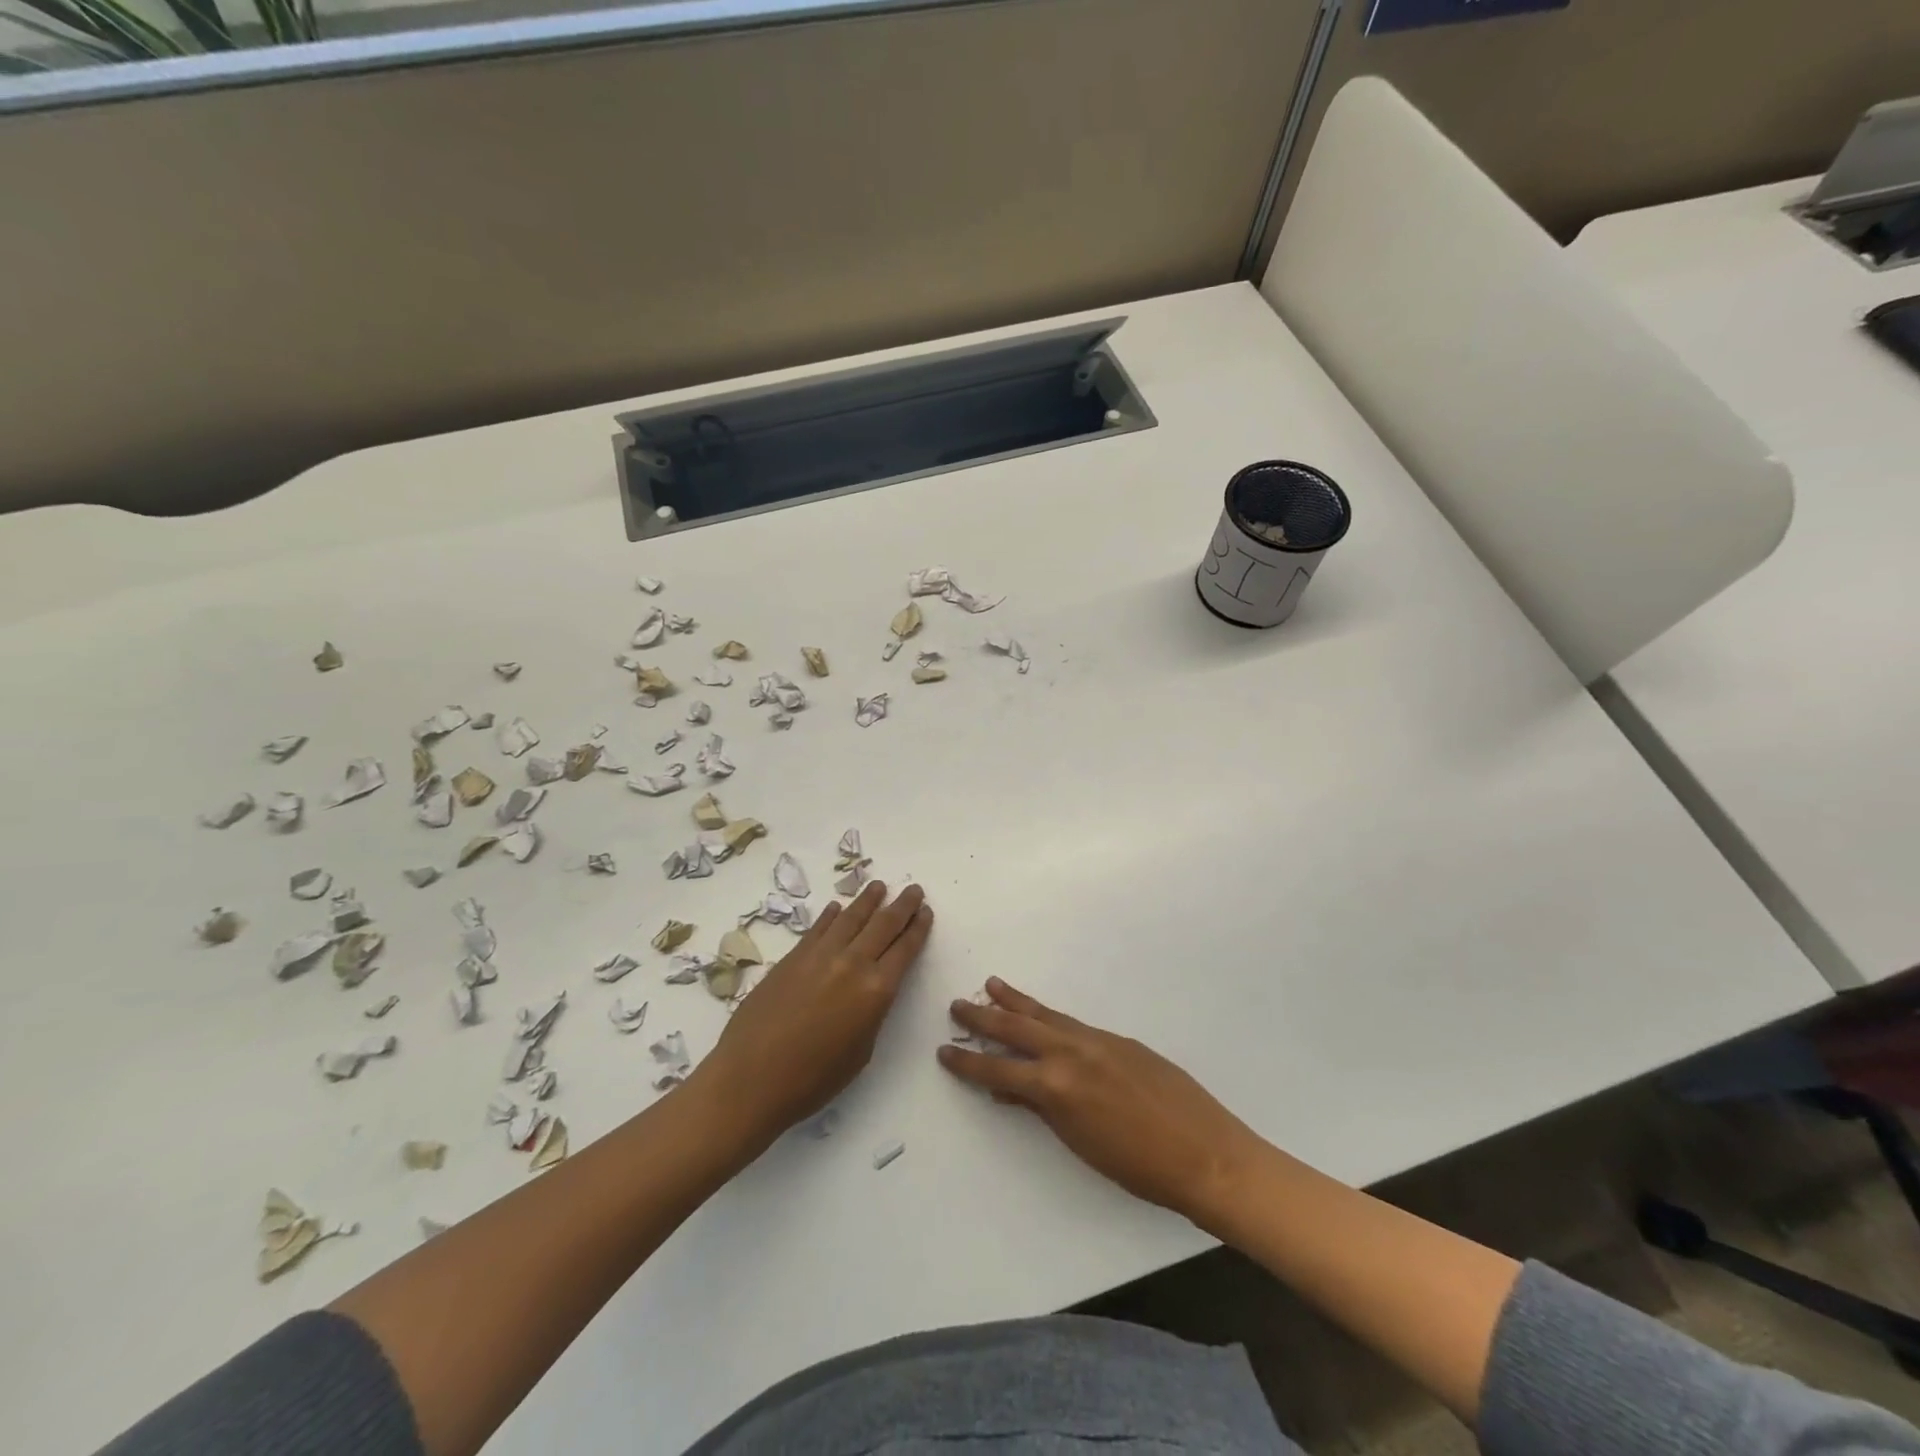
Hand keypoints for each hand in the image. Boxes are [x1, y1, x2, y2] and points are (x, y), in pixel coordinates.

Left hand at [693, 881, 932, 1149]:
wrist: (751, 1078)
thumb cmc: (813, 1079)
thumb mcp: (861, 1051)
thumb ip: (871, 1013)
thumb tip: (869, 990)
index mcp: (876, 991)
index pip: (905, 949)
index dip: (918, 928)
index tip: (926, 911)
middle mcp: (852, 963)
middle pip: (883, 925)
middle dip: (902, 905)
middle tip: (913, 889)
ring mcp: (820, 955)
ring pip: (851, 918)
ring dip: (868, 900)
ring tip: (879, 886)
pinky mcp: (793, 956)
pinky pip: (819, 927)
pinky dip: (831, 915)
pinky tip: (837, 907)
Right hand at [939, 978, 1263, 1228]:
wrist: (1204, 1153)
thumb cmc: (1138, 1167)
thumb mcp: (1079, 1142)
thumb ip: (1041, 1110)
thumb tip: (1009, 1092)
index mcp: (1056, 1086)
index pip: (999, 1070)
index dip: (968, 1063)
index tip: (944, 1051)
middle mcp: (1071, 1052)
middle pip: (1017, 1028)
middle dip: (984, 1017)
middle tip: (958, 1005)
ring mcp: (1096, 1040)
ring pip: (1046, 1015)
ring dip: (1016, 1002)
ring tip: (992, 985)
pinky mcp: (1118, 1039)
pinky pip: (1073, 1021)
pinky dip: (1049, 1015)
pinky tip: (1043, 1015)